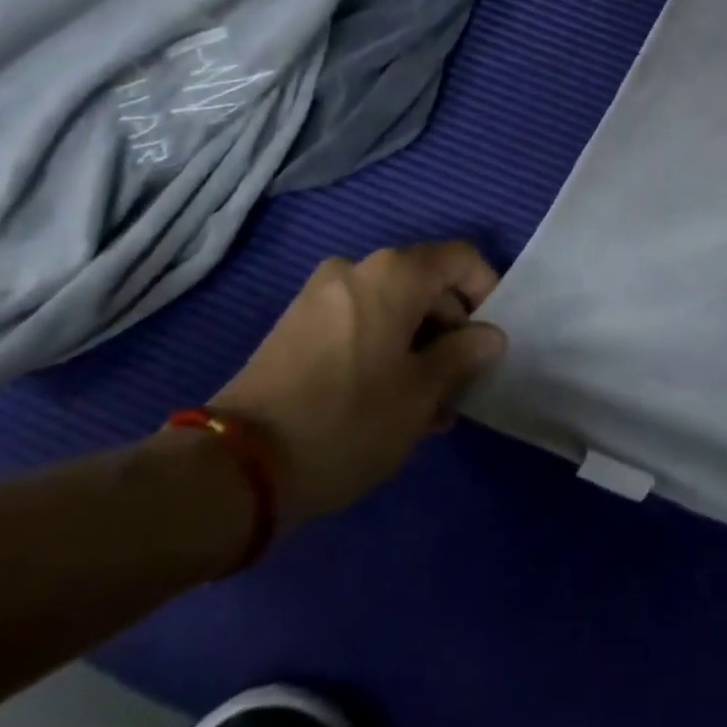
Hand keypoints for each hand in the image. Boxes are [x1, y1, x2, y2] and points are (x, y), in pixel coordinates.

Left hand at [209, 241, 507, 524]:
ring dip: (419, 346)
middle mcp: (358, 268)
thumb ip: (464, 355)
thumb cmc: (347, 421)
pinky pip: (361, 321)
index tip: (490, 342)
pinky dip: (385, 348)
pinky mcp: (298, 324)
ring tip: (427, 406)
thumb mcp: (420, 394)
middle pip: (426, 284)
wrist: (236, 467)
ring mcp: (322, 294)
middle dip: (451, 330)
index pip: (460, 259)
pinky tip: (389, 401)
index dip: (486, 293)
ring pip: (393, 308)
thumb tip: (489, 336)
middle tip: (460, 385)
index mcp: (394, 273)